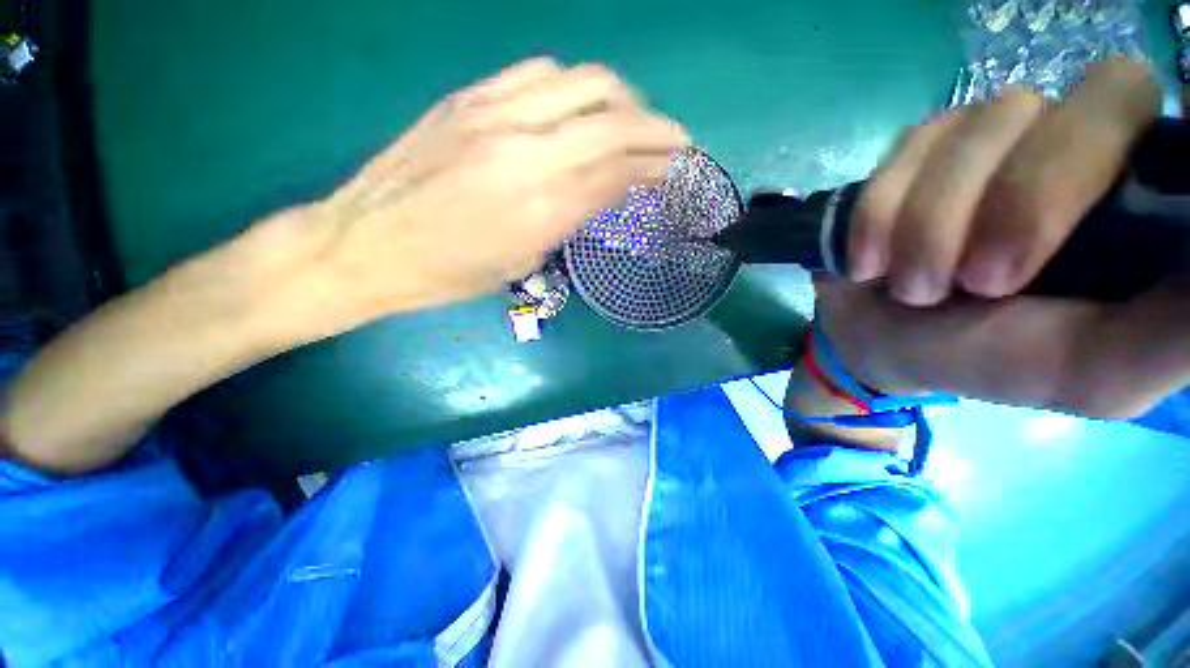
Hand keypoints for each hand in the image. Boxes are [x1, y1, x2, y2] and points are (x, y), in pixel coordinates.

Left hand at [292, 57, 687, 327]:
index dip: (656, 166)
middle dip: (656, 129)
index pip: (617, 171)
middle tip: (675, 142)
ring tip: (632, 121)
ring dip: (621, 100)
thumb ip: (569, 219)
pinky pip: (538, 72)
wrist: (365, 244)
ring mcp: (492, 114)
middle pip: (612, 121)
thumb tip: (608, 190)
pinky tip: (578, 107)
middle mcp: (524, 151)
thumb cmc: (447, 274)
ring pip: (582, 83)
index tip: (679, 169)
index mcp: (538, 208)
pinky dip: (575, 87)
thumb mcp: (520, 262)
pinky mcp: (468, 98)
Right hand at [815, 59, 1188, 417]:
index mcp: (1142, 196)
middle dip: (1028, 197)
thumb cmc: (988, 358)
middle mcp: (1086, 139)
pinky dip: (880, 214)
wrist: (883, 339)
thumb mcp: (1093, 372)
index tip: (1084, 237)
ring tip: (910, 288)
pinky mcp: (924, 143)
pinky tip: (867, 263)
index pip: (1171, 122)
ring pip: (985, 126)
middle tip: (976, 282)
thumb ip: (1173, 337)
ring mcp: (999, 130)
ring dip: (931, 222)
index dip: (1134, 155)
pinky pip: (907, 150)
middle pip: (1096, 100)